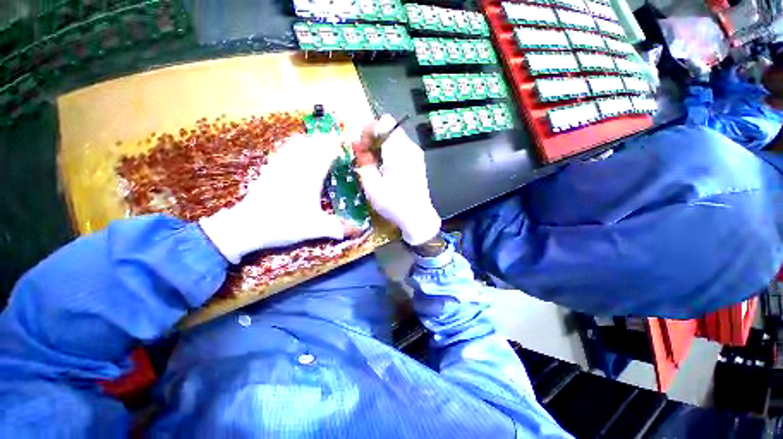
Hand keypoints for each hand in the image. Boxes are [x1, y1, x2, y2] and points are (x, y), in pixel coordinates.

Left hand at [199, 134, 345, 263]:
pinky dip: (292, 146)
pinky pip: (282, 151)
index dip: (335, 146)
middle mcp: (295, 167)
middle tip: (335, 139)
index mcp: (309, 177)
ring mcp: (279, 167)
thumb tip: (360, 231)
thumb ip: (338, 229)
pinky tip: (294, 148)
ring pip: (296, 145)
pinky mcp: (268, 171)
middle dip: (324, 140)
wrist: (246, 227)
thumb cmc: (284, 225)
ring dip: (309, 140)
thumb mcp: (315, 229)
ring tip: (318, 140)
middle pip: (311, 145)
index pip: (325, 154)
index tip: (345, 142)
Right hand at [354, 115, 440, 245]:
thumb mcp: (372, 185)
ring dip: (381, 147)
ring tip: (374, 165)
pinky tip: (385, 169)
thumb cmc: (393, 203)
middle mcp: (410, 148)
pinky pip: (401, 149)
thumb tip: (359, 147)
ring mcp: (416, 155)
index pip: (384, 122)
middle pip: (389, 129)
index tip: (362, 147)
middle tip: (364, 157)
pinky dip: (390, 153)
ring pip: (395, 139)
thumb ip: (364, 162)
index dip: (369, 131)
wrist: (418, 217)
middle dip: (373, 139)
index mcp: (398, 151)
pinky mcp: (418, 162)